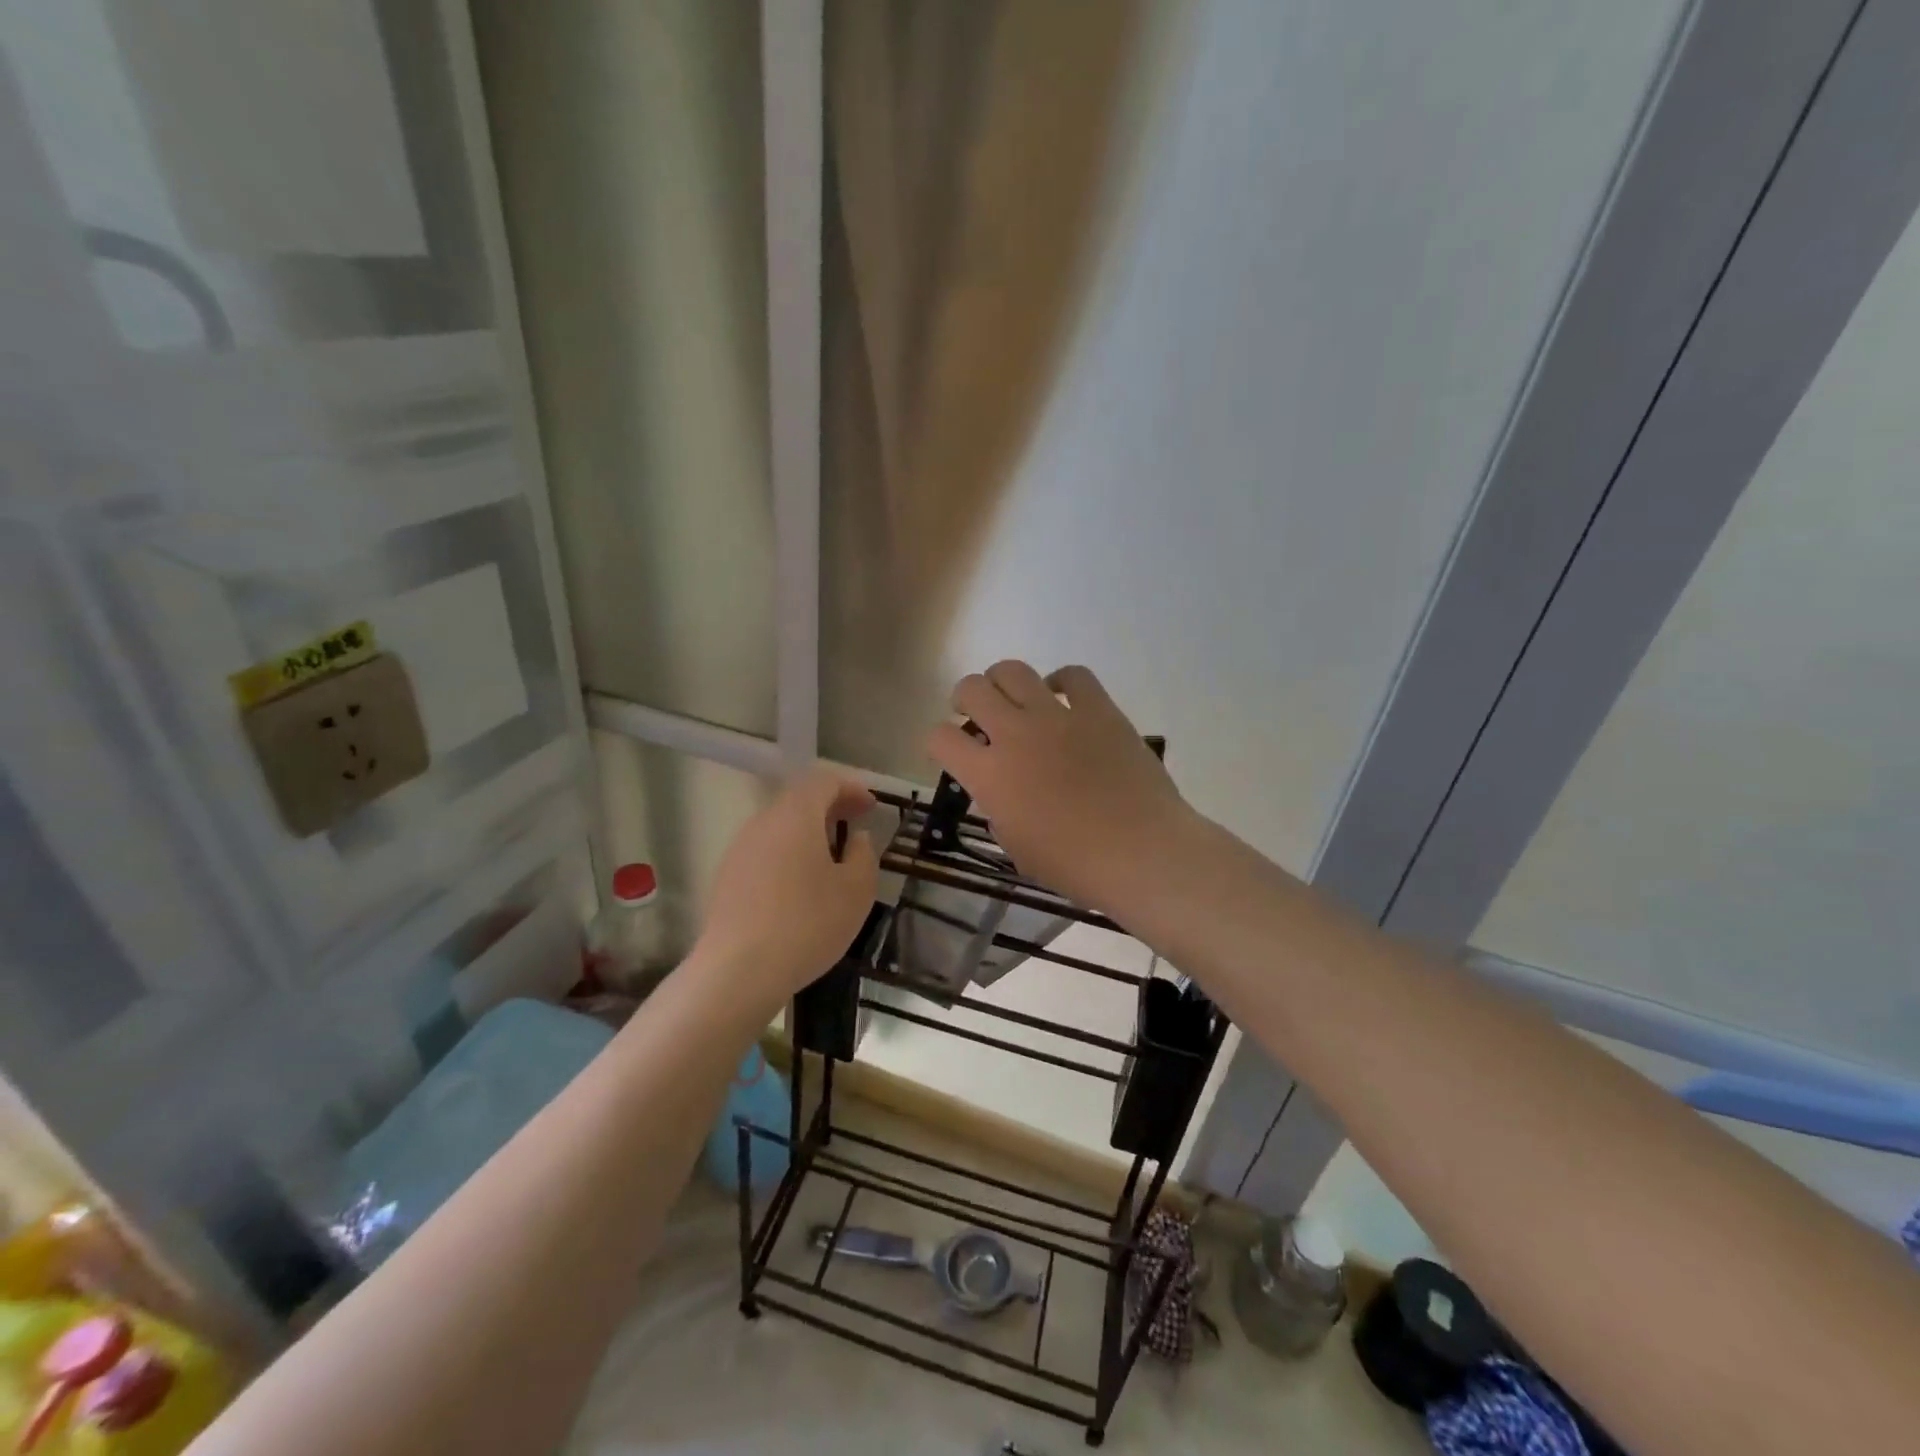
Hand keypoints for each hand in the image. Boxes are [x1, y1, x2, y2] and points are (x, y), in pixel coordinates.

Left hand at [694, 767, 878, 1009]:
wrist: (738, 970)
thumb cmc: (808, 923)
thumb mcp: (856, 890)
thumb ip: (863, 854)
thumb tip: (855, 838)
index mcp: (796, 815)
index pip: (824, 781)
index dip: (851, 789)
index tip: (872, 807)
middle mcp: (763, 822)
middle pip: (798, 800)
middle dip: (830, 807)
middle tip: (855, 824)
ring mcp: (740, 849)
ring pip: (780, 826)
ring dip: (808, 832)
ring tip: (832, 857)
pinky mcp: (727, 877)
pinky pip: (765, 851)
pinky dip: (788, 854)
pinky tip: (801, 885)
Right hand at [927, 662, 1194, 911]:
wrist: (1140, 853)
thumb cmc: (1074, 865)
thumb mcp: (1016, 847)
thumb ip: (998, 809)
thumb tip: (1002, 789)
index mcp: (989, 774)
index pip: (940, 738)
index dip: (938, 742)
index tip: (952, 751)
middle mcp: (1015, 734)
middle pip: (971, 688)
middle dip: (965, 699)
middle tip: (978, 716)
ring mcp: (1058, 716)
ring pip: (1013, 670)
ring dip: (1004, 682)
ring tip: (1015, 700)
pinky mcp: (1099, 709)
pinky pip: (1074, 675)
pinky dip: (1062, 681)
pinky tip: (1063, 698)